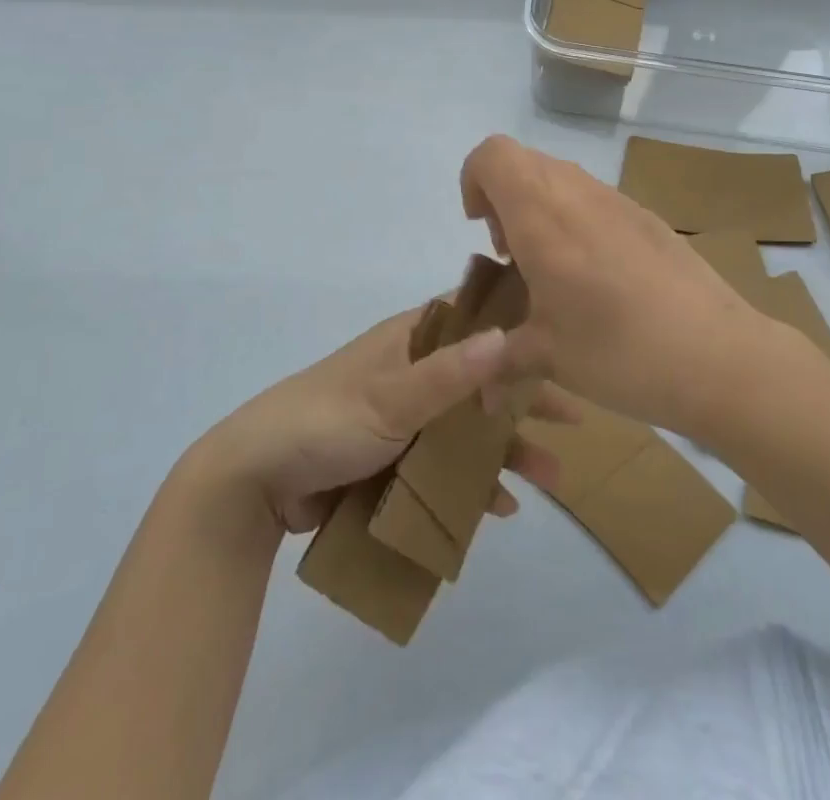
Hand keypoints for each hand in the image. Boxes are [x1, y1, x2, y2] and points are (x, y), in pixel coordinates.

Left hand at [206, 306, 570, 533]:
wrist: (255, 482)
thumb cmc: (325, 421)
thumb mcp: (390, 397)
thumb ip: (449, 373)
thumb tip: (508, 335)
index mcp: (411, 339)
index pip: (475, 321)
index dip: (518, 332)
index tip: (564, 345)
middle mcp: (414, 370)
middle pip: (482, 379)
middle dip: (524, 401)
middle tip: (575, 418)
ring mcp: (405, 416)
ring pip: (468, 427)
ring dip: (506, 449)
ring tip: (551, 477)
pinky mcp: (394, 457)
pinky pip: (445, 465)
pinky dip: (472, 482)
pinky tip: (501, 507)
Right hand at [460, 135, 767, 434]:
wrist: (717, 355)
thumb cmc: (619, 350)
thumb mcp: (546, 358)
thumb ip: (499, 359)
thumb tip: (476, 386)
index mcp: (542, 215)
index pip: (492, 154)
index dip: (473, 181)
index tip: (482, 231)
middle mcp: (578, 192)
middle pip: (524, 162)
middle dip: (504, 200)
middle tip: (514, 257)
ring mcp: (618, 200)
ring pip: (561, 179)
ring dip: (541, 210)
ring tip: (554, 272)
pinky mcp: (647, 216)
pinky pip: (595, 199)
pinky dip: (577, 221)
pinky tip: (598, 279)